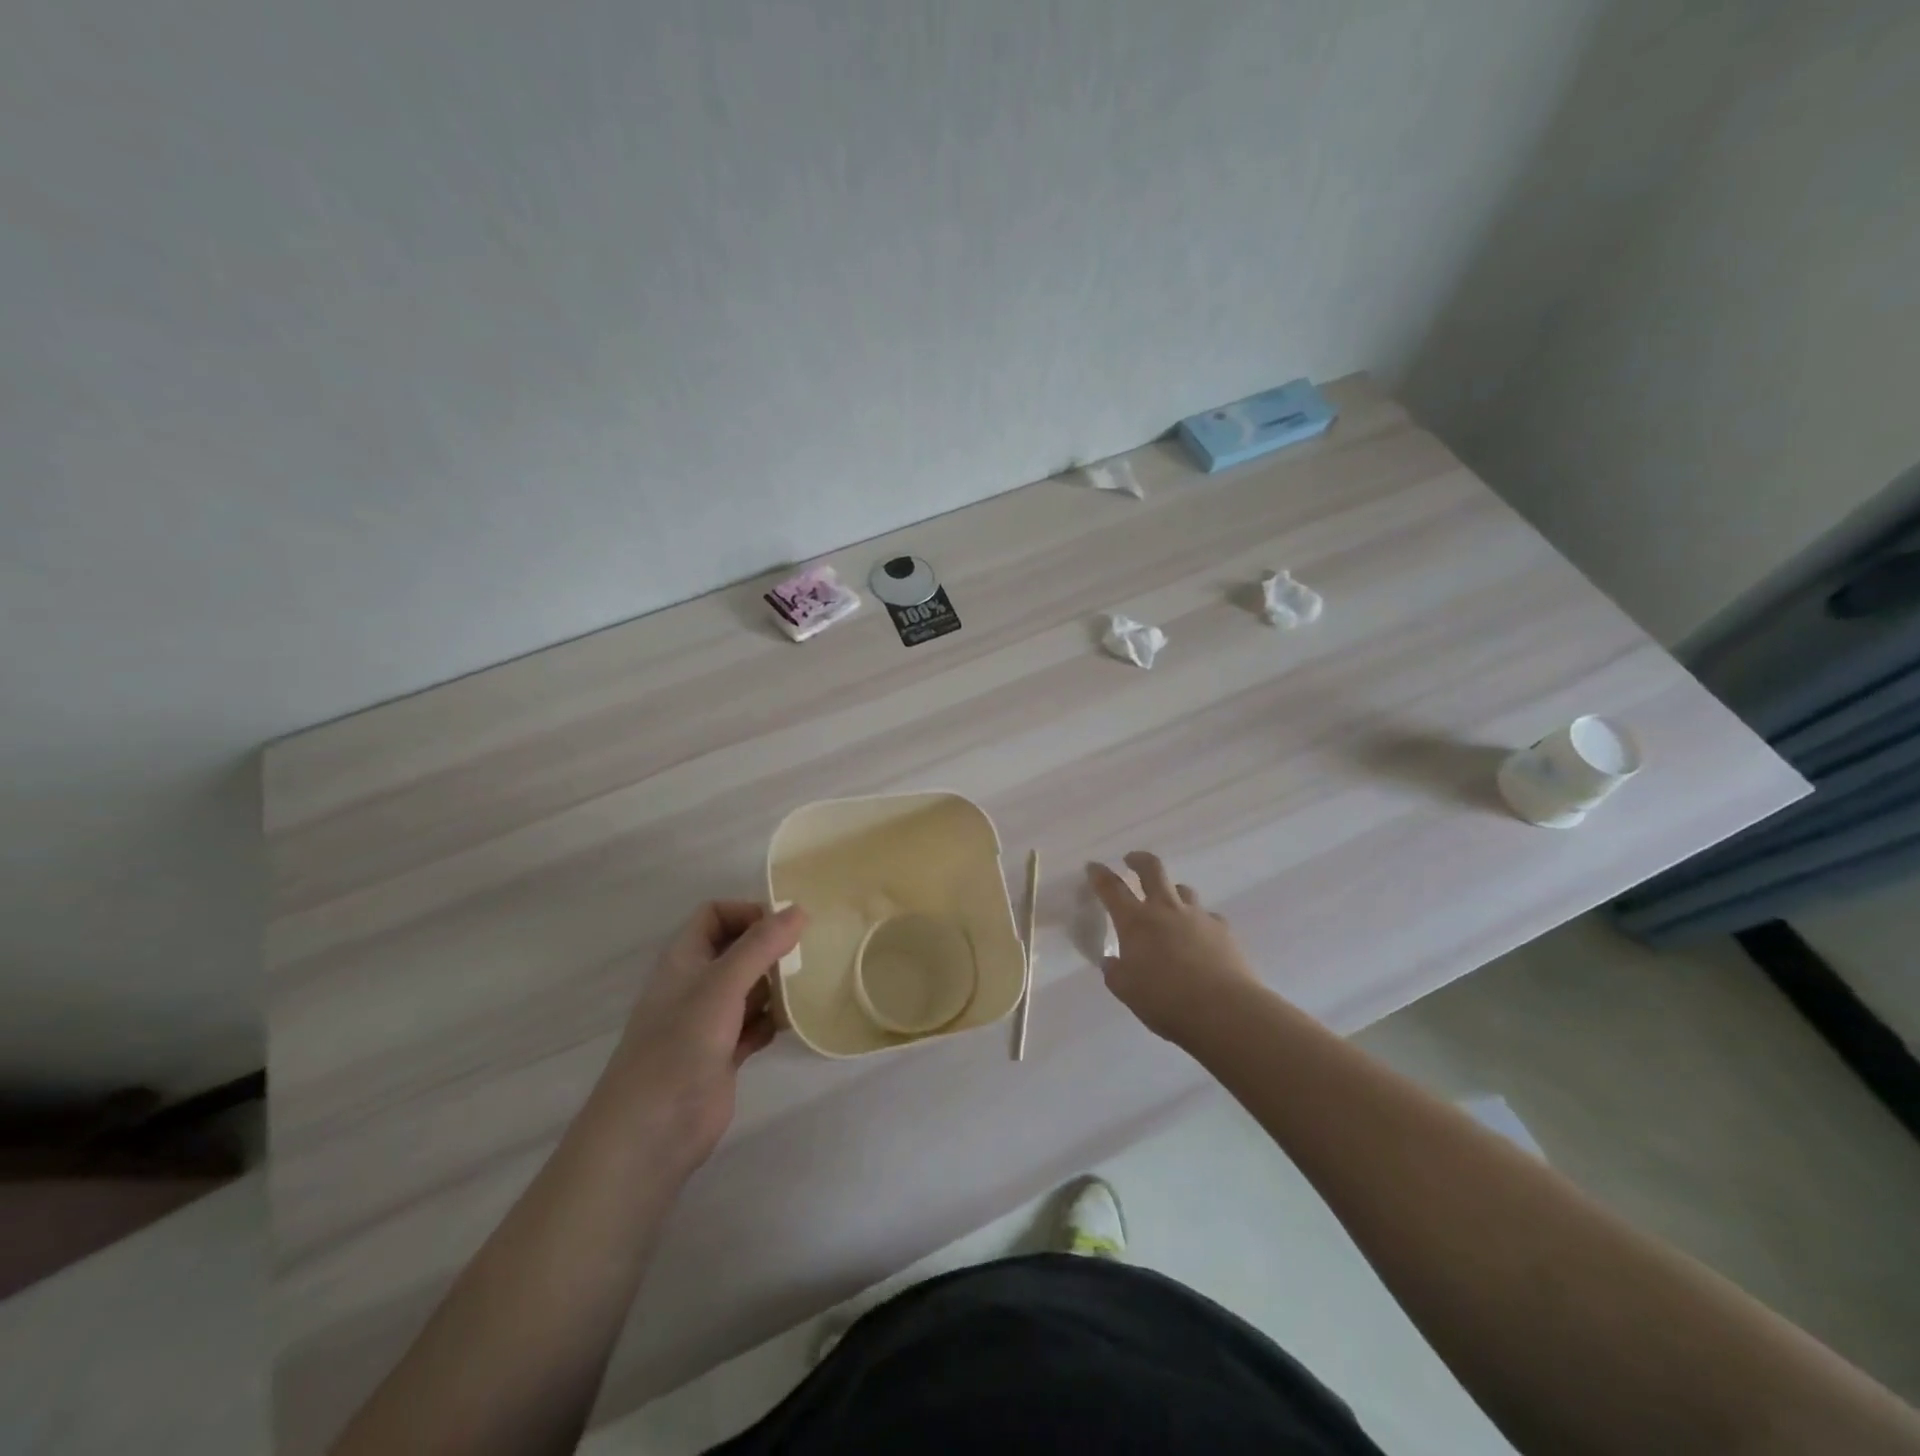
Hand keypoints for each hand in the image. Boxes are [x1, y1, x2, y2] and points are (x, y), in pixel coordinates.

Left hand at [606, 901, 805, 1172]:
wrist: (651, 1131)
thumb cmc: (680, 1045)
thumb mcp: (722, 985)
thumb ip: (760, 946)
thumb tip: (798, 910)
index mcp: (685, 959)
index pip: (715, 915)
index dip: (747, 913)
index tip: (784, 927)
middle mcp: (696, 984)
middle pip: (737, 950)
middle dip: (770, 949)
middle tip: (806, 956)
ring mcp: (709, 1021)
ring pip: (749, 988)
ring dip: (776, 986)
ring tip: (804, 989)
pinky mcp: (723, 1054)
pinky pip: (755, 1025)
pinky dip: (772, 1022)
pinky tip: (788, 1026)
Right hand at [1087, 852, 1259, 1043]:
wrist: (1224, 1010)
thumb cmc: (1166, 1001)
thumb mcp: (1127, 991)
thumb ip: (1115, 973)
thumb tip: (1112, 962)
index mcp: (1135, 922)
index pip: (1112, 889)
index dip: (1100, 875)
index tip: (1093, 866)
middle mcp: (1165, 910)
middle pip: (1152, 870)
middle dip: (1139, 860)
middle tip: (1131, 860)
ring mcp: (1197, 916)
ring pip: (1183, 889)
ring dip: (1172, 891)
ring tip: (1168, 903)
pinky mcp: (1223, 929)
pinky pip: (1208, 916)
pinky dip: (1200, 921)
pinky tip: (1201, 937)